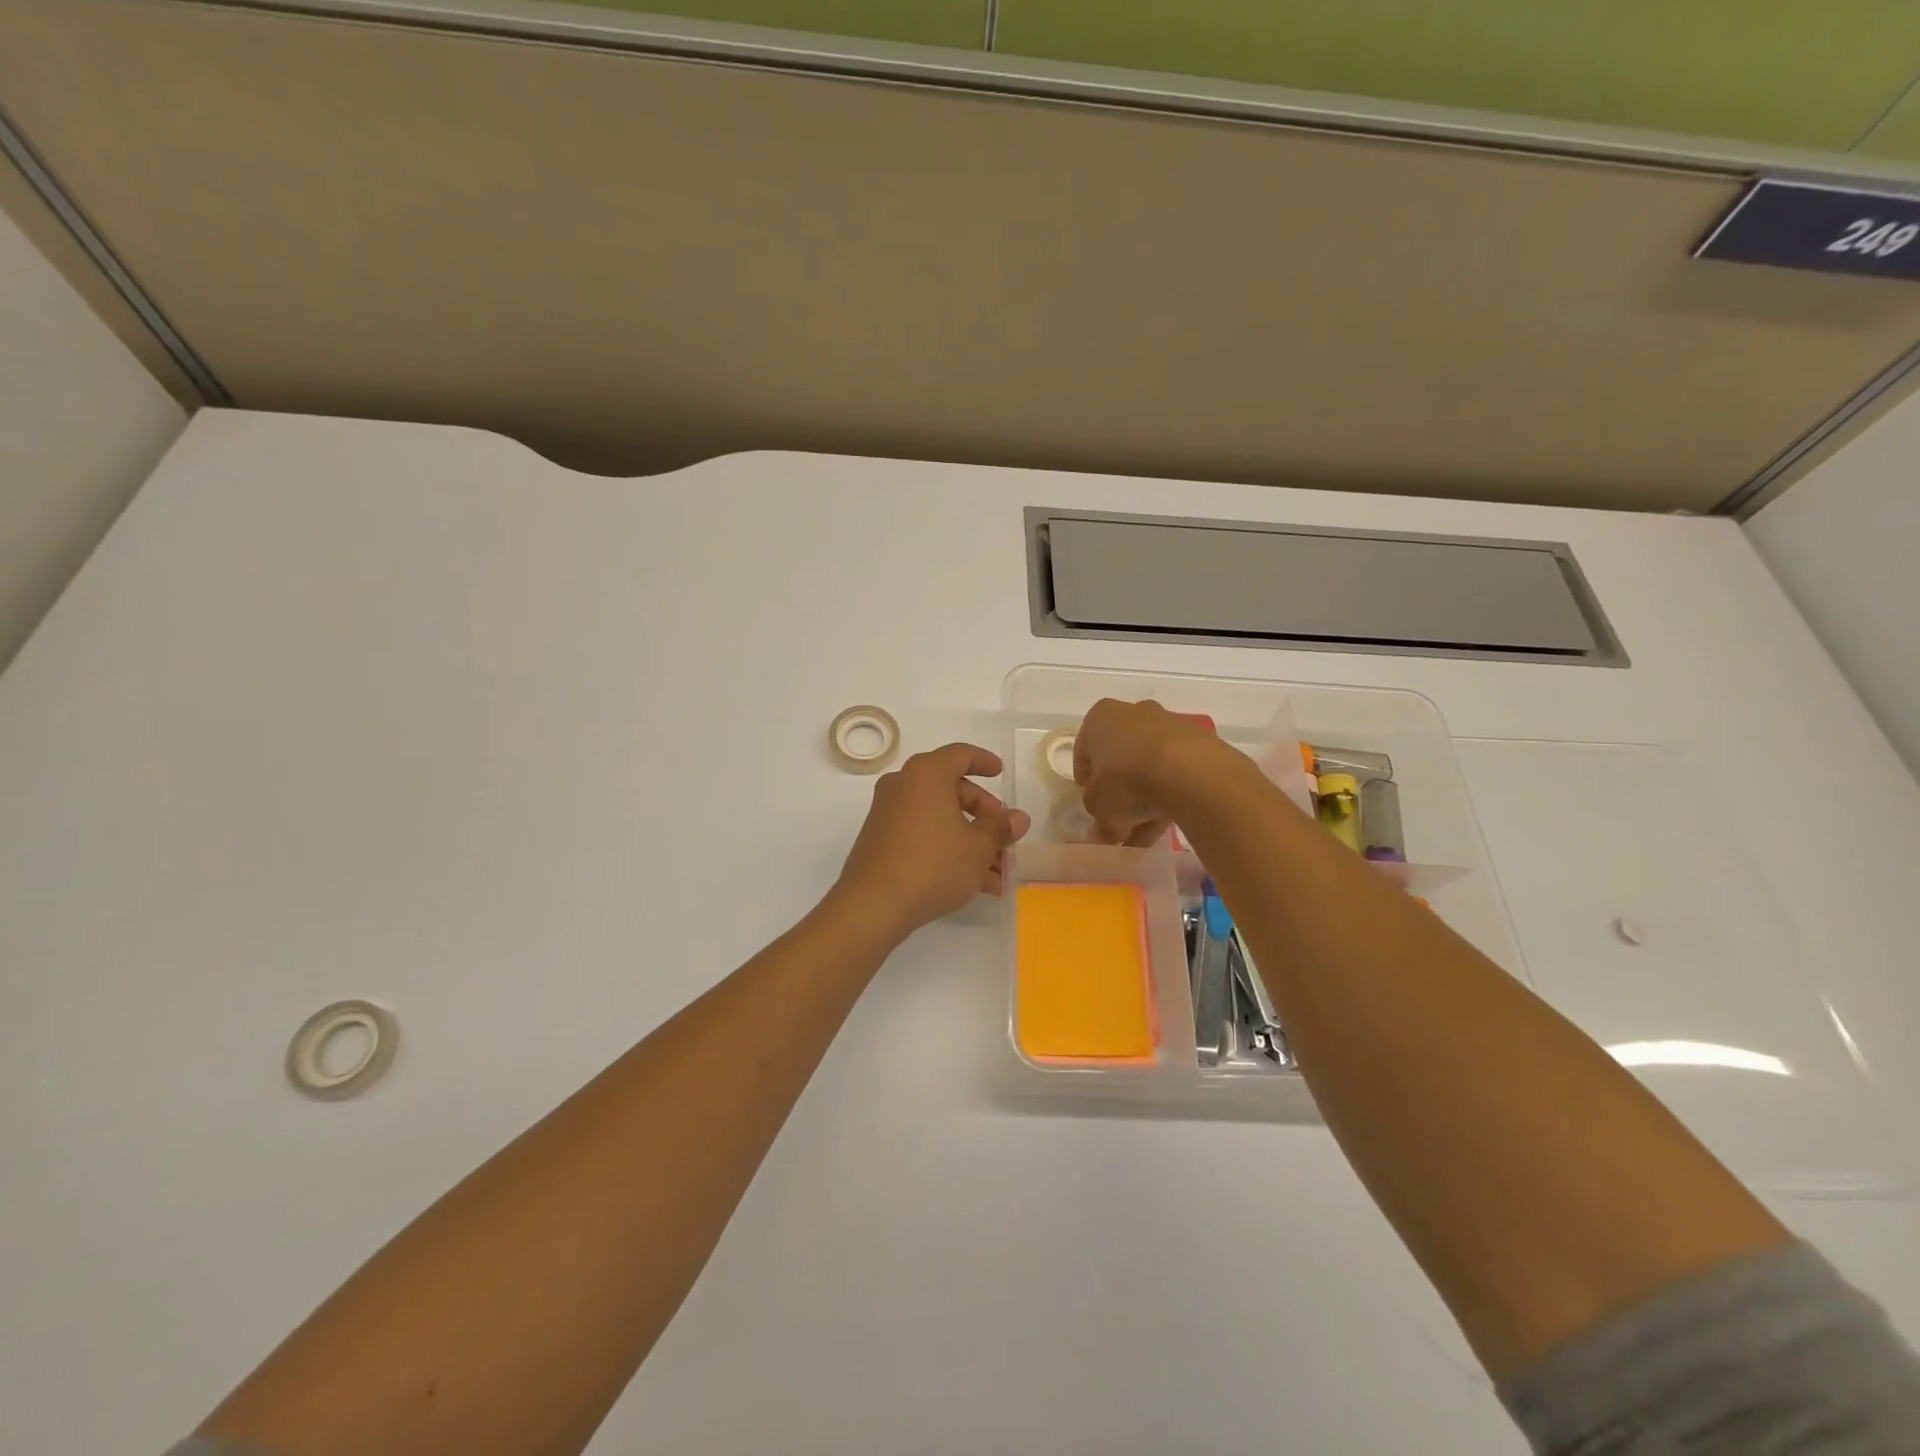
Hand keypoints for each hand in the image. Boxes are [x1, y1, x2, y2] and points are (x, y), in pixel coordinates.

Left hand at [834, 743, 1030, 940]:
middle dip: (983, 814)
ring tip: (998, 874)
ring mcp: (888, 813)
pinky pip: (923, 835)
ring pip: (939, 818)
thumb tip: (1018, 818)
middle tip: (1004, 836)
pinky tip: (974, 883)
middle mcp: (903, 785)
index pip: (960, 754)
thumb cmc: (933, 864)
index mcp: (927, 773)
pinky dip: (948, 849)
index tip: (1001, 773)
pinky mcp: (881, 840)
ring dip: (971, 841)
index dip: (984, 762)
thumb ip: (1000, 829)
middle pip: (952, 789)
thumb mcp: (978, 847)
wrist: (873, 905)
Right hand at [1074, 698, 1226, 846]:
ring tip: (1147, 833)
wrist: (1190, 772)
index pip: (1084, 752)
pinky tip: (1169, 820)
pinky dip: (1170, 793)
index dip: (1087, 783)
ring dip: (1146, 798)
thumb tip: (1102, 834)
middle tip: (1121, 822)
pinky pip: (1175, 770)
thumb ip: (1098, 821)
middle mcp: (1133, 712)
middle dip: (1120, 792)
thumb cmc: (1127, 780)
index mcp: (1100, 717)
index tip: (1094, 805)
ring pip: (1149, 766)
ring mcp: (1168, 724)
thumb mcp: (1100, 808)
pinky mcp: (1197, 741)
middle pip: (1120, 758)